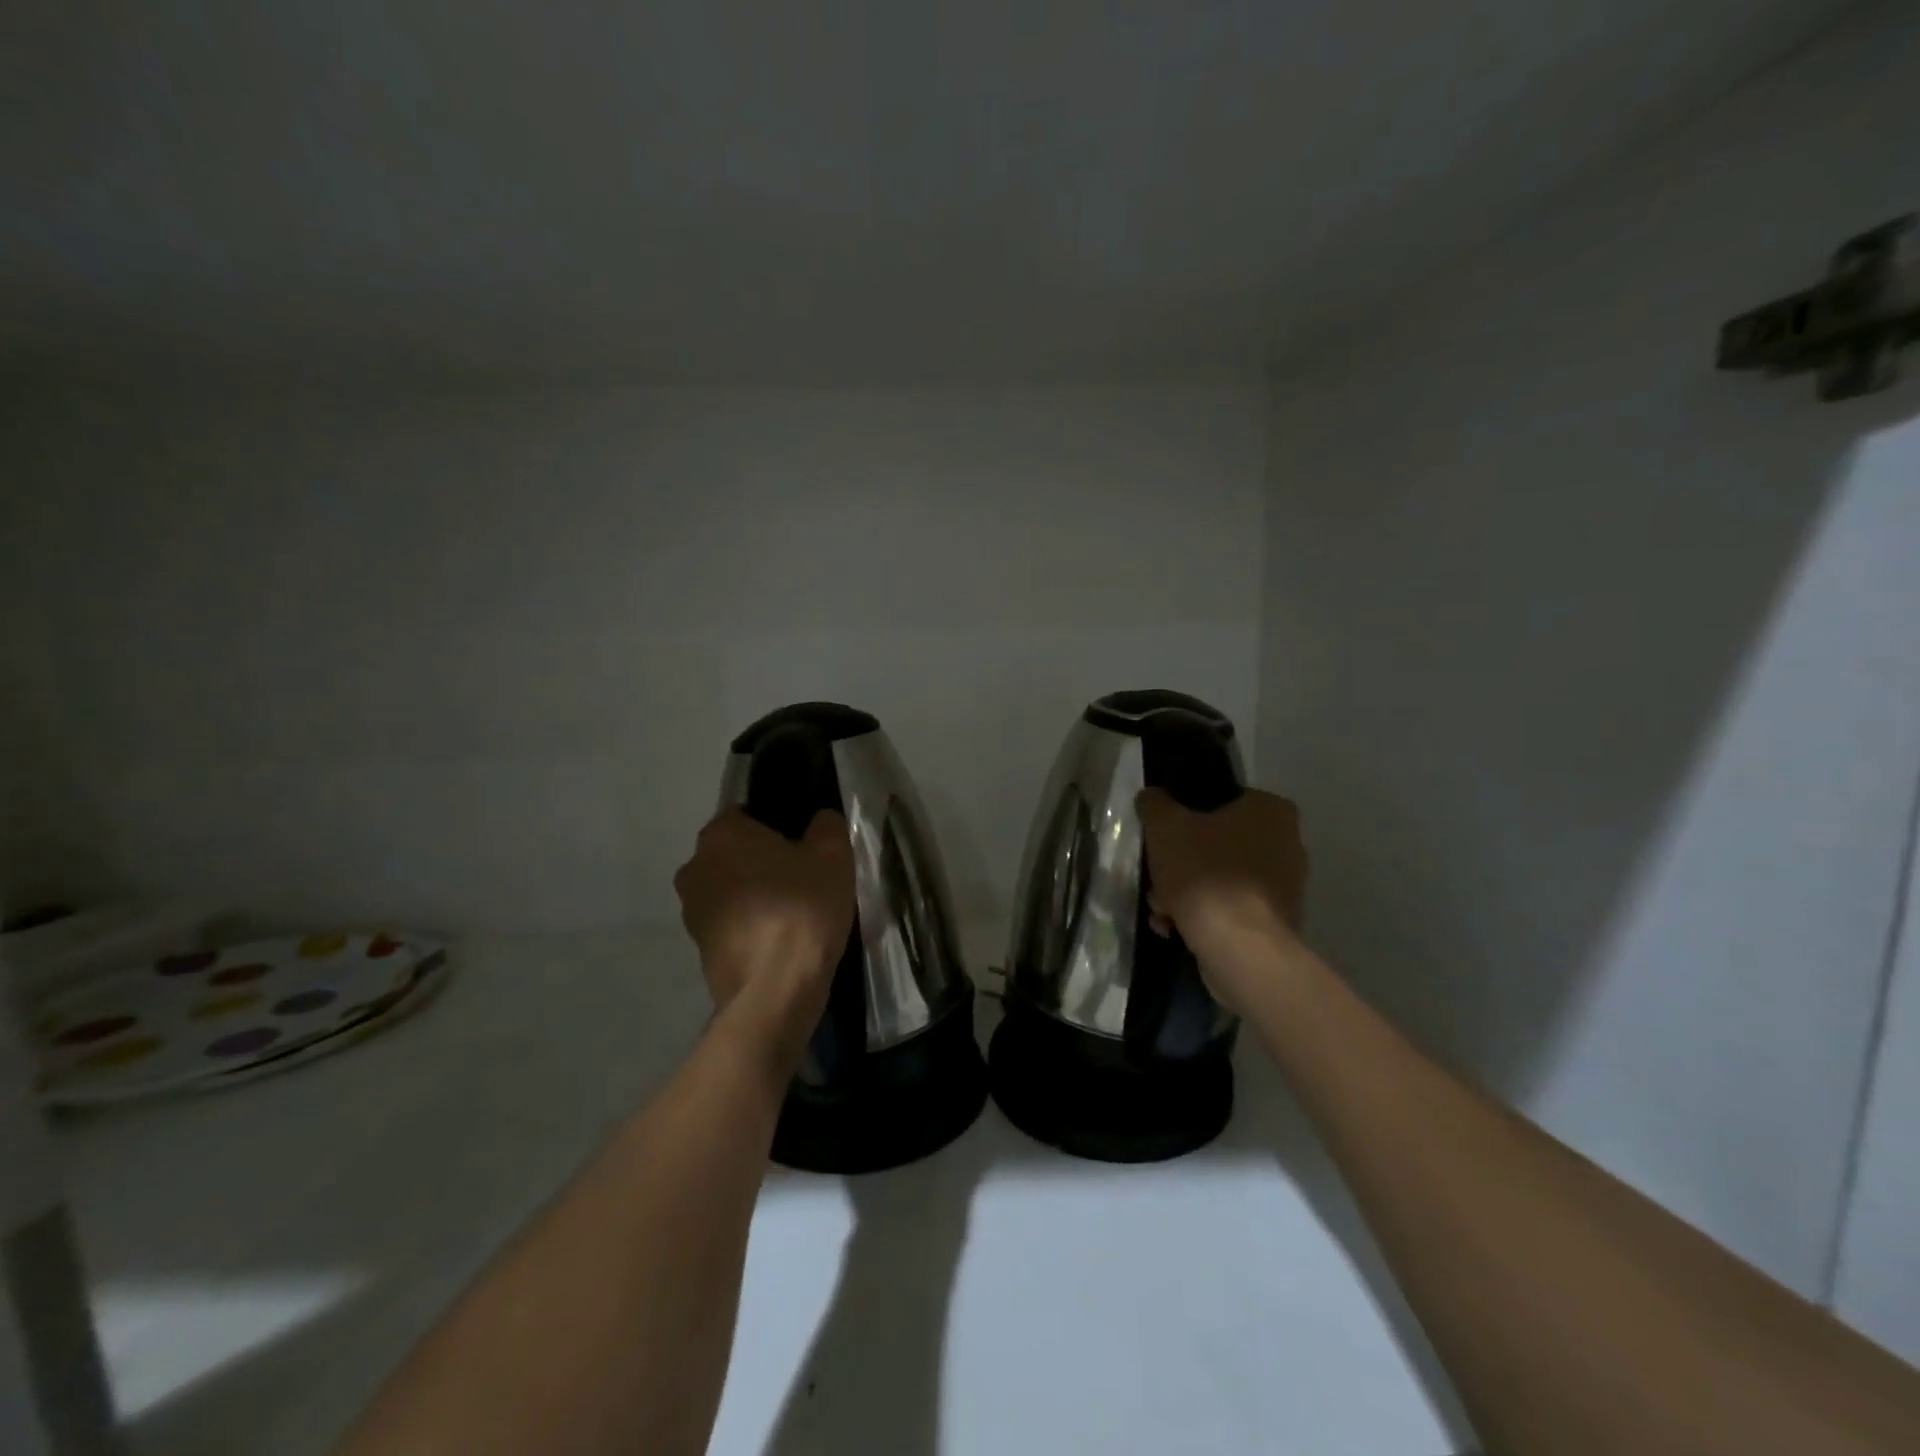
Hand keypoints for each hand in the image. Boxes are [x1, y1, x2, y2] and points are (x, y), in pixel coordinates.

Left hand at [673, 808, 855, 1070]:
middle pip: (737, 853)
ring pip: (732, 890)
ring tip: (796, 912)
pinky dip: (752, 927)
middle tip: (804, 877)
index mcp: (721, 834)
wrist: (775, 990)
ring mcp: (692, 911)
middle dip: (764, 862)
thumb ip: (827, 826)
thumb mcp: (833, 855)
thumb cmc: (801, 908)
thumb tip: (820, 820)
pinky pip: (732, 924)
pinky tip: (782, 940)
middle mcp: (695, 866)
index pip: (747, 814)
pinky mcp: (700, 948)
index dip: (778, 826)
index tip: (804, 846)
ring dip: (757, 896)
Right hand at [1136, 787, 1309, 1013]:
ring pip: (1221, 879)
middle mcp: (1287, 843)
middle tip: (1157, 879)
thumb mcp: (1165, 827)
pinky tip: (1175, 929)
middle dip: (1181, 864)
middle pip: (1217, 844)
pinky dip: (1204, 916)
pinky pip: (1232, 908)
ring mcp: (1285, 886)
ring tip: (1161, 911)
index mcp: (1270, 810)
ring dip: (1186, 892)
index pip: (1221, 800)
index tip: (1163, 838)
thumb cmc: (1205, 873)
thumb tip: (1152, 798)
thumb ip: (1155, 805)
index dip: (1185, 817)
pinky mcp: (1276, 922)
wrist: (1239, 948)